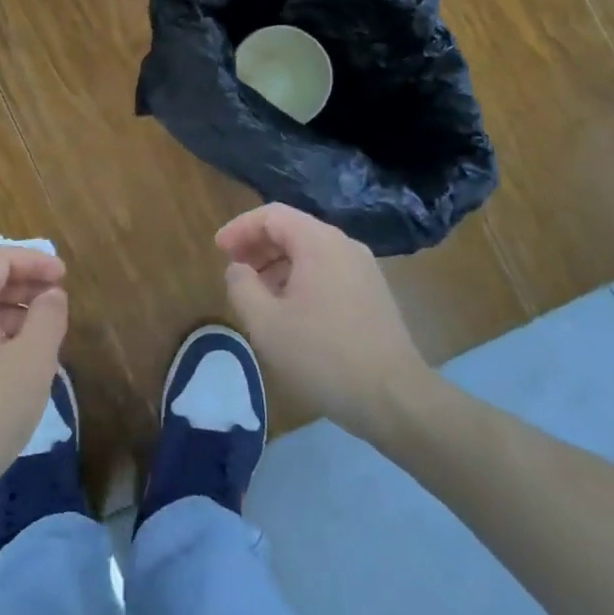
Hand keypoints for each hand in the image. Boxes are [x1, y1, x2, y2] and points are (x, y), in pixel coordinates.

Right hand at [216, 203, 436, 444]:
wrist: (395, 399)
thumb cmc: (323, 356)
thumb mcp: (266, 323)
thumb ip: (242, 286)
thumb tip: (238, 269)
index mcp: (319, 243)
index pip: (272, 215)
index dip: (240, 228)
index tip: (218, 250)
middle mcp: (344, 246)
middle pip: (293, 229)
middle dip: (258, 245)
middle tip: (234, 270)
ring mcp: (364, 270)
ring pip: (311, 252)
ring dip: (278, 265)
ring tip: (258, 295)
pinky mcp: (374, 294)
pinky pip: (329, 271)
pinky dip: (301, 279)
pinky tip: (290, 312)